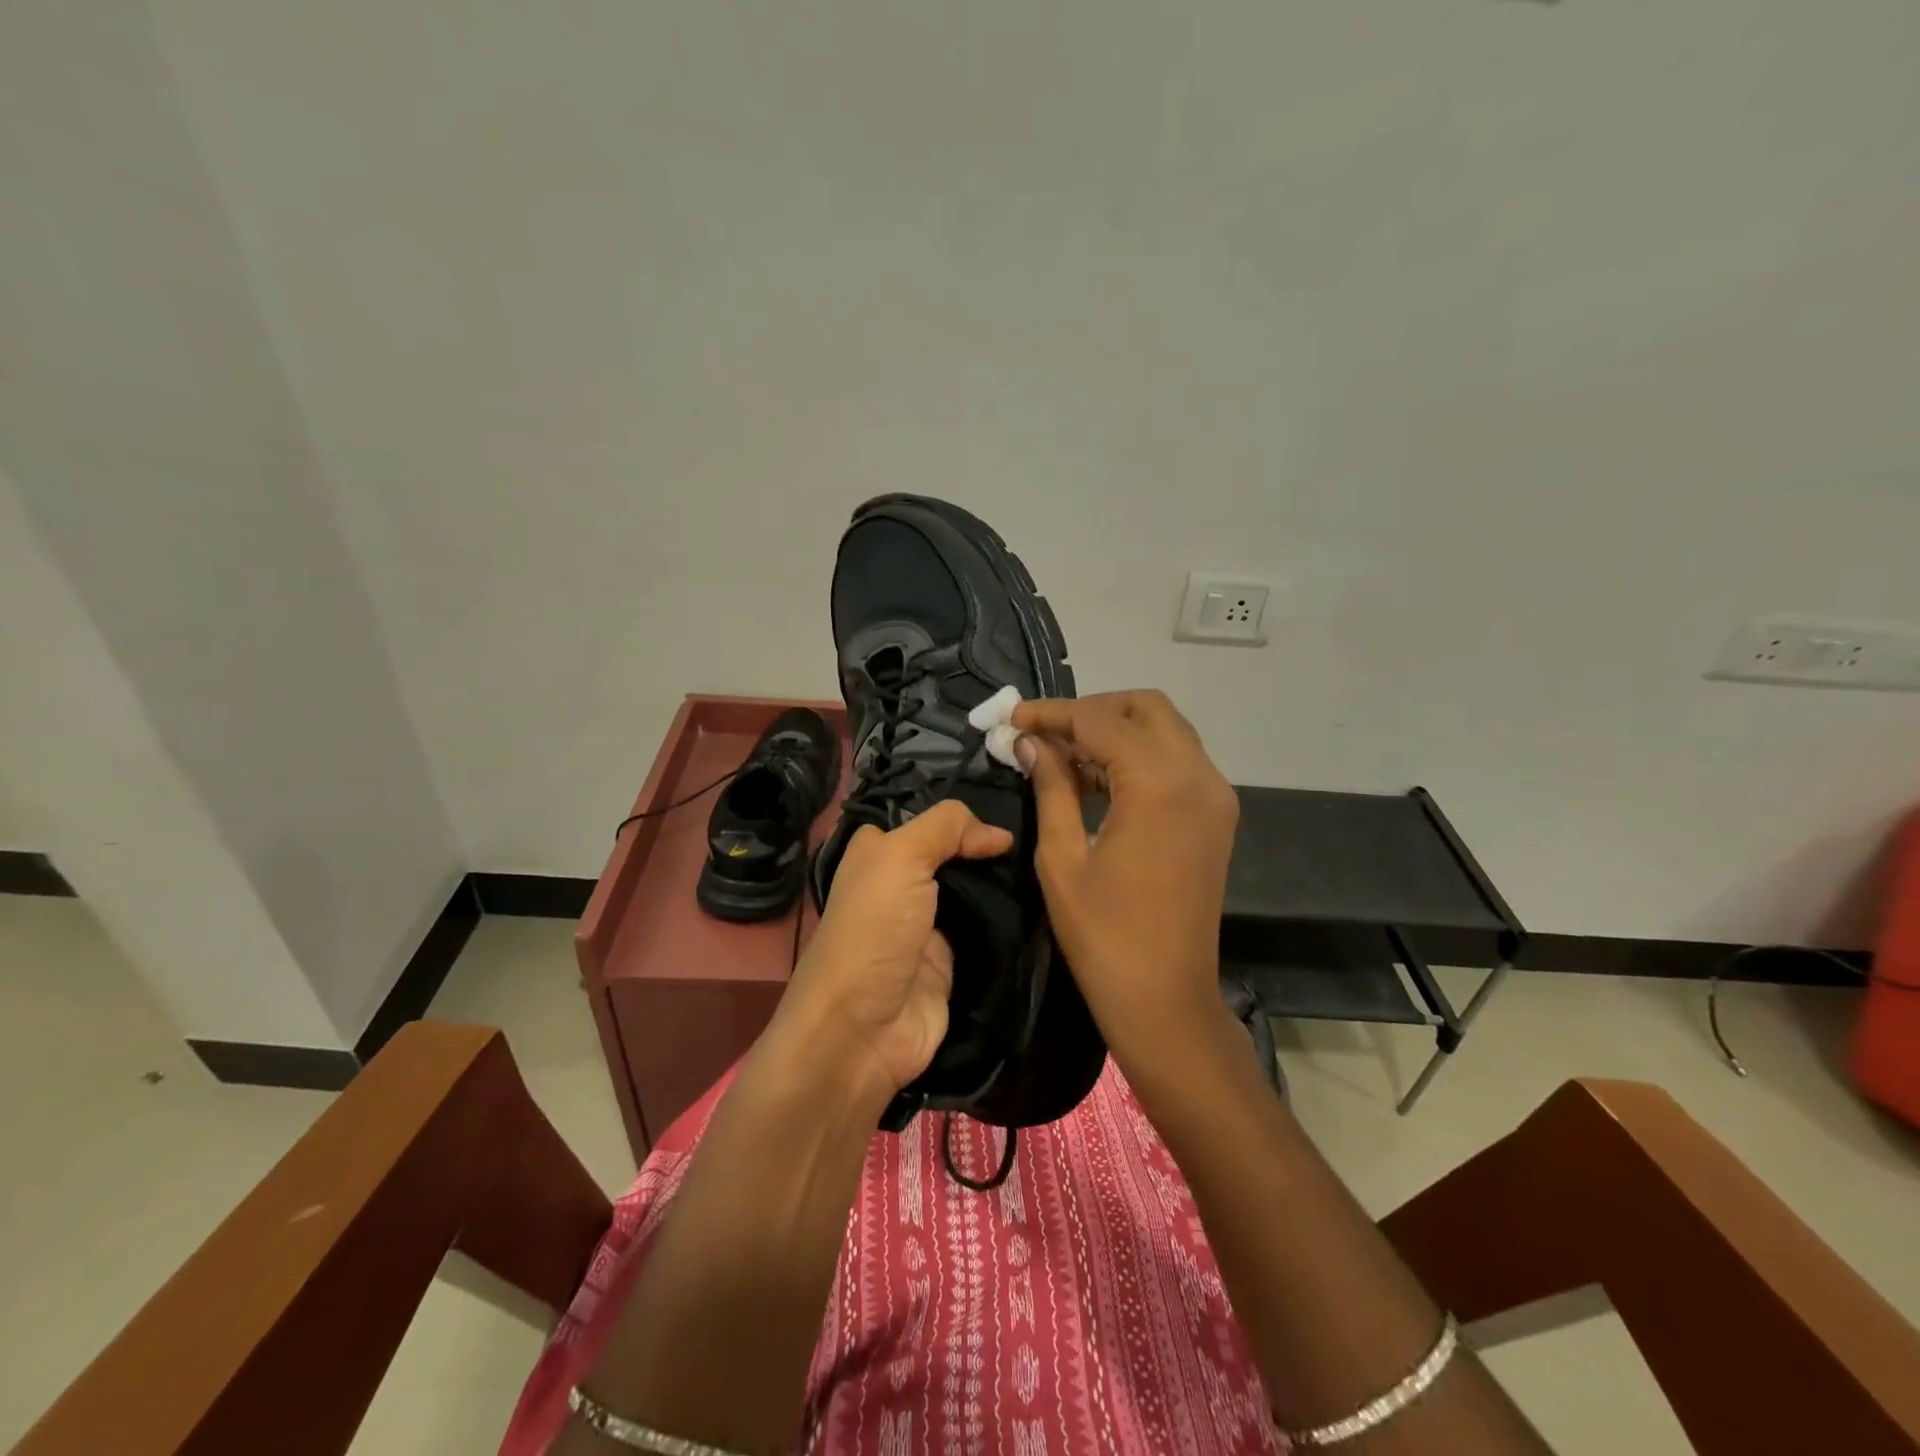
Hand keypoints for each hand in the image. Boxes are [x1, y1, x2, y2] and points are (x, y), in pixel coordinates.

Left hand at [761, 801, 1013, 1109]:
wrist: (861, 1033)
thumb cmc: (873, 930)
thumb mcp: (900, 857)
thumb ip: (945, 828)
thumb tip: (999, 834)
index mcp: (878, 854)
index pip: (923, 819)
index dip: (959, 811)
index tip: (1007, 801)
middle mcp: (901, 885)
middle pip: (952, 854)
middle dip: (988, 845)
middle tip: (1039, 831)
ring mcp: (927, 926)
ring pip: (973, 892)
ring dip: (1003, 882)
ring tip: (1048, 861)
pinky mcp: (949, 963)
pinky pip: (986, 932)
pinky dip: (1009, 922)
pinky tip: (1043, 903)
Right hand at [1012, 691, 1240, 1076]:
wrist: (1166, 1000)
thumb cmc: (1103, 934)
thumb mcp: (1061, 857)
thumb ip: (1050, 787)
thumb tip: (1030, 743)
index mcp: (1159, 783)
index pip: (1100, 720)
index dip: (1053, 713)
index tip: (1014, 717)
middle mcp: (1198, 775)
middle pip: (1145, 708)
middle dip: (1092, 710)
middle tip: (1045, 733)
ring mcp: (1215, 795)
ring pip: (1165, 730)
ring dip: (1116, 730)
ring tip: (1063, 755)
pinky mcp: (1216, 816)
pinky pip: (1177, 761)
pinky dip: (1138, 756)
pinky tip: (1097, 779)